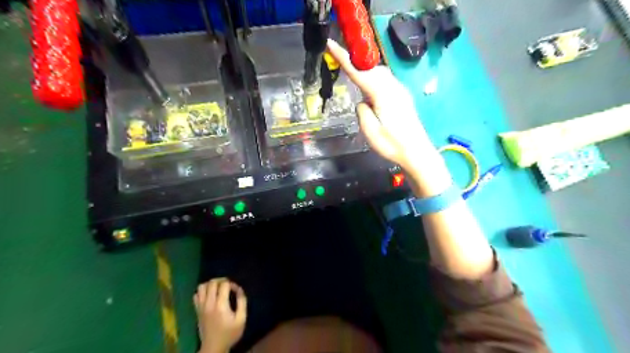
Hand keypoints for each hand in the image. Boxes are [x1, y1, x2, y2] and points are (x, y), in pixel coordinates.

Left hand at [196, 278, 247, 351]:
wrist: (213, 348)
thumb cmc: (229, 334)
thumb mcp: (241, 319)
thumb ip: (242, 302)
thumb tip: (239, 289)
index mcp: (221, 305)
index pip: (224, 284)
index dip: (232, 284)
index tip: (236, 290)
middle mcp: (209, 303)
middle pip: (212, 282)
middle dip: (221, 280)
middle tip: (228, 286)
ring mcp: (201, 307)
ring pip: (202, 286)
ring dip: (210, 284)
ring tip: (218, 288)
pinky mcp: (197, 310)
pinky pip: (196, 295)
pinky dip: (202, 291)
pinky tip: (209, 295)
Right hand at [324, 39, 438, 171]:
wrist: (416, 152)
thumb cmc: (392, 145)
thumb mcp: (370, 131)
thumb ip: (362, 112)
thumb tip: (362, 102)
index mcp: (382, 94)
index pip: (359, 72)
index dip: (344, 58)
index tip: (331, 44)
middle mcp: (393, 87)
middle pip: (371, 68)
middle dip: (355, 61)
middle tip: (339, 58)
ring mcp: (400, 91)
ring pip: (380, 72)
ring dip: (366, 70)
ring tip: (353, 74)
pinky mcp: (403, 97)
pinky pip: (386, 80)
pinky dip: (375, 78)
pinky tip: (370, 89)